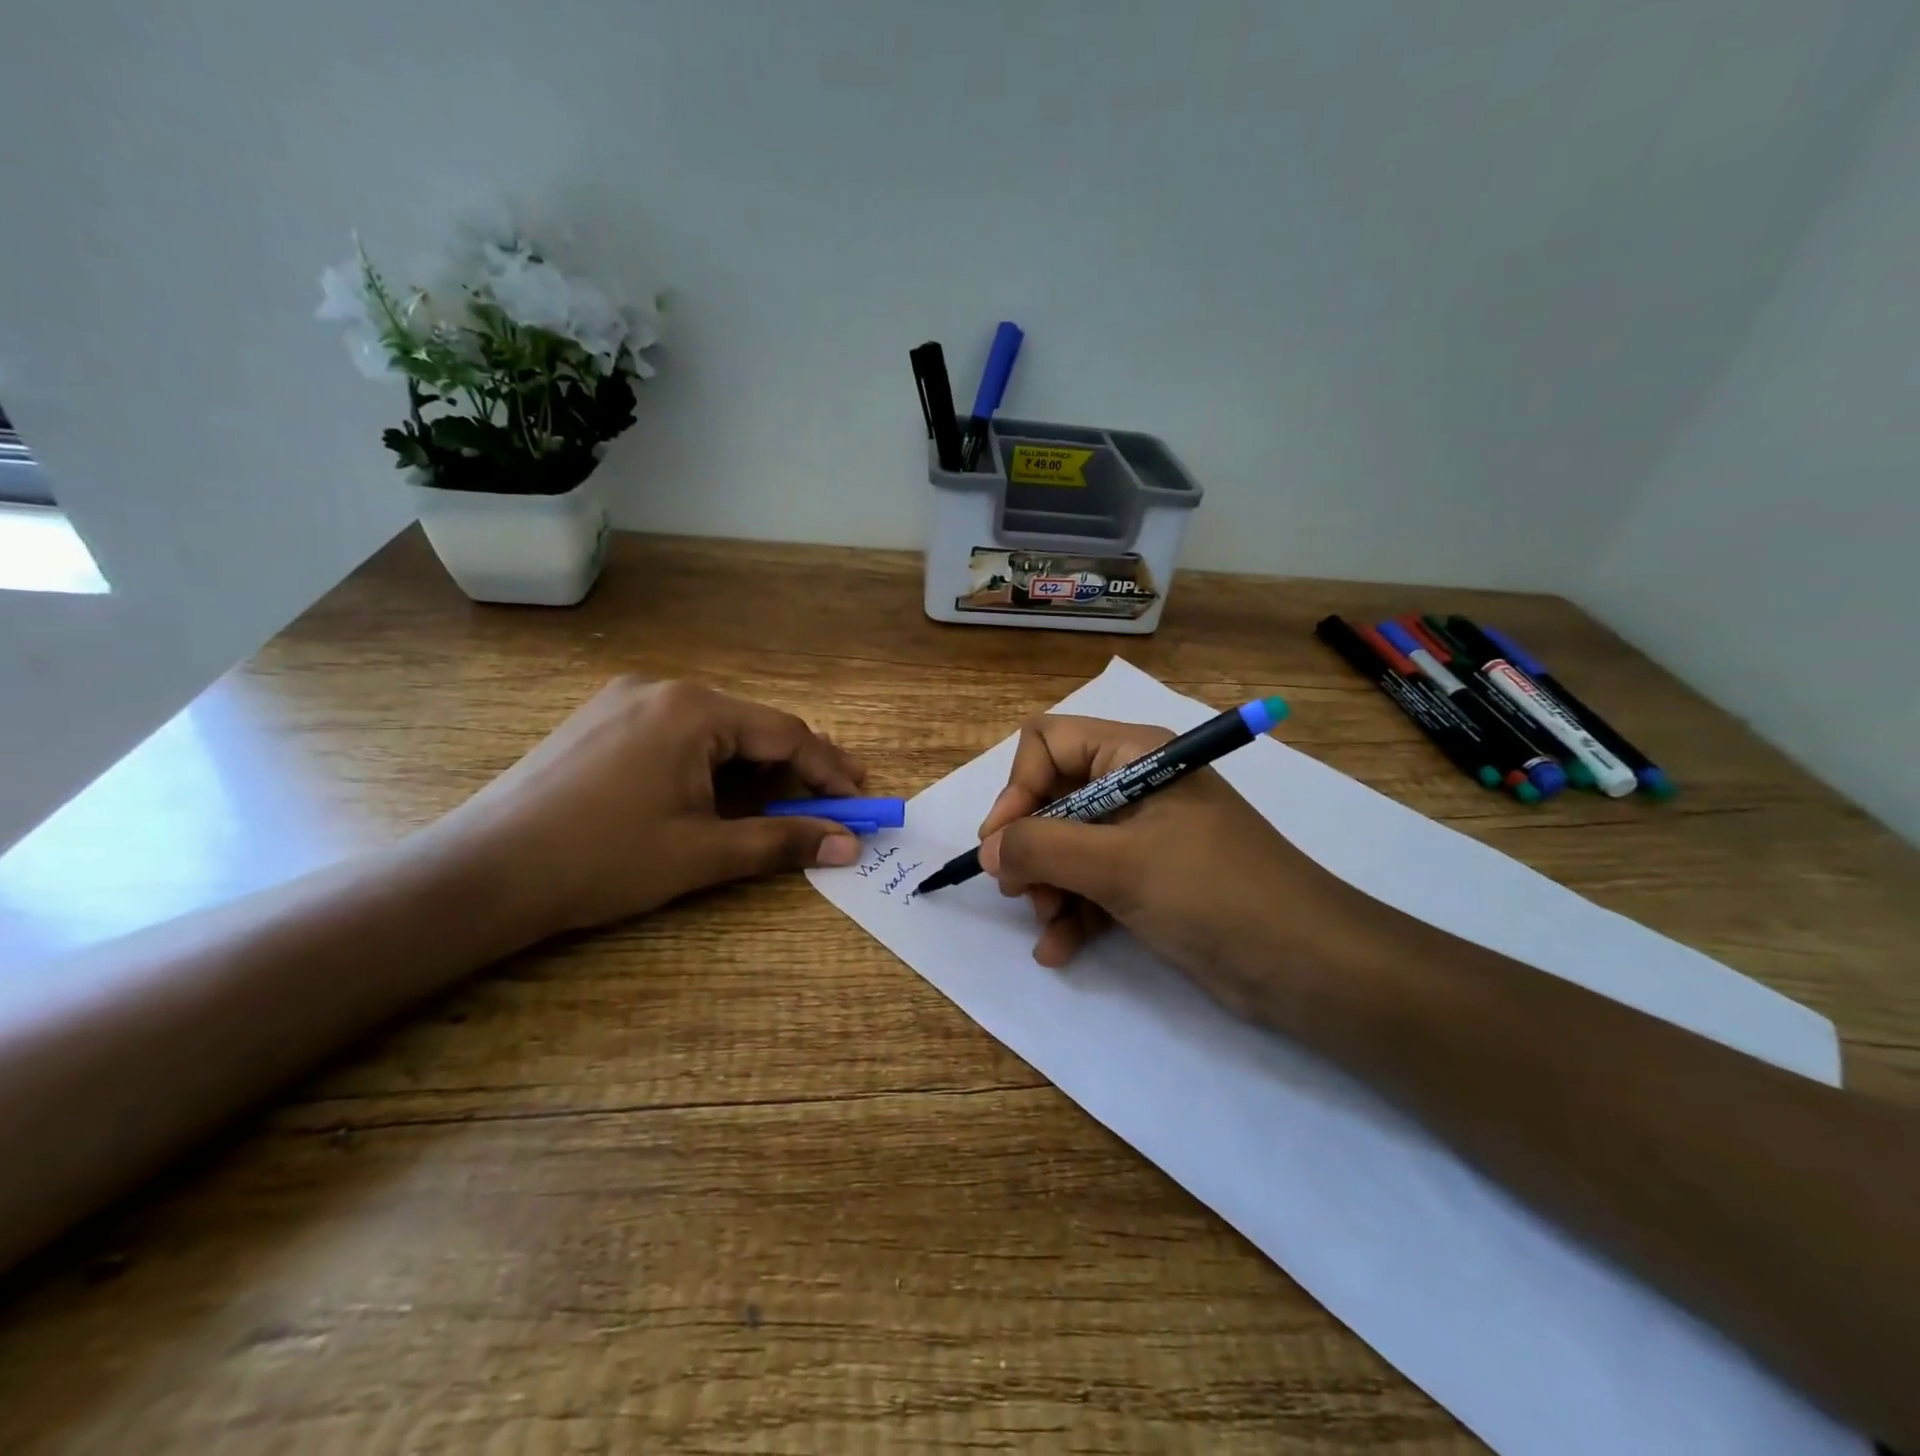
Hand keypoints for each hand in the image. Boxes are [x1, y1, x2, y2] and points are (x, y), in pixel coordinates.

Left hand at [443, 678, 867, 937]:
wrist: (481, 873)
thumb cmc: (602, 860)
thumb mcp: (703, 853)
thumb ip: (782, 840)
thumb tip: (849, 844)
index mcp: (693, 709)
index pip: (786, 734)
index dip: (830, 771)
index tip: (861, 804)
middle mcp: (663, 689)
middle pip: (752, 726)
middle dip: (795, 767)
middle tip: (832, 801)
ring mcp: (625, 700)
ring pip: (714, 730)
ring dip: (753, 767)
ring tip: (780, 803)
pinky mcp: (600, 722)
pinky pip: (677, 734)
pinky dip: (711, 763)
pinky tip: (713, 794)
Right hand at [975, 715, 1387, 1025]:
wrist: (1309, 966)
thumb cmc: (1212, 893)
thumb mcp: (1119, 866)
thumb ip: (1041, 848)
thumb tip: (987, 848)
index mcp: (1134, 756)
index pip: (1048, 743)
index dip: (1017, 788)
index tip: (1002, 843)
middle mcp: (1135, 787)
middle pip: (1052, 798)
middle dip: (1031, 847)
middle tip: (1020, 891)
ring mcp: (1143, 837)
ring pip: (1066, 847)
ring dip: (1047, 887)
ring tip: (1048, 926)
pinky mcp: (1150, 881)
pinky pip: (1091, 884)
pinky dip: (1071, 913)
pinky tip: (1059, 951)